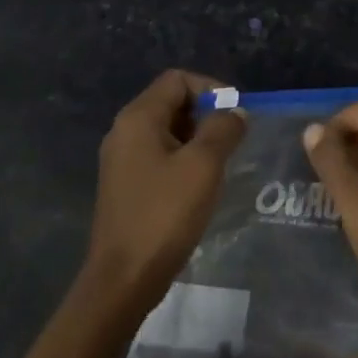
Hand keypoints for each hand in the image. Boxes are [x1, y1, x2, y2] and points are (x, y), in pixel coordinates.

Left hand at [86, 70, 244, 308]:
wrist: (124, 278)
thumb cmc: (165, 214)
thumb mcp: (203, 165)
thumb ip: (223, 128)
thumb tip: (235, 112)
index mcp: (138, 118)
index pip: (178, 79)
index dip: (211, 88)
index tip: (235, 115)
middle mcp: (124, 131)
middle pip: (171, 102)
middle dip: (206, 113)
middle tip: (233, 140)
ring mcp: (122, 160)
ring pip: (168, 130)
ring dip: (198, 138)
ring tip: (222, 162)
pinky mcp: (126, 184)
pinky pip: (160, 155)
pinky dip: (184, 158)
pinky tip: (201, 184)